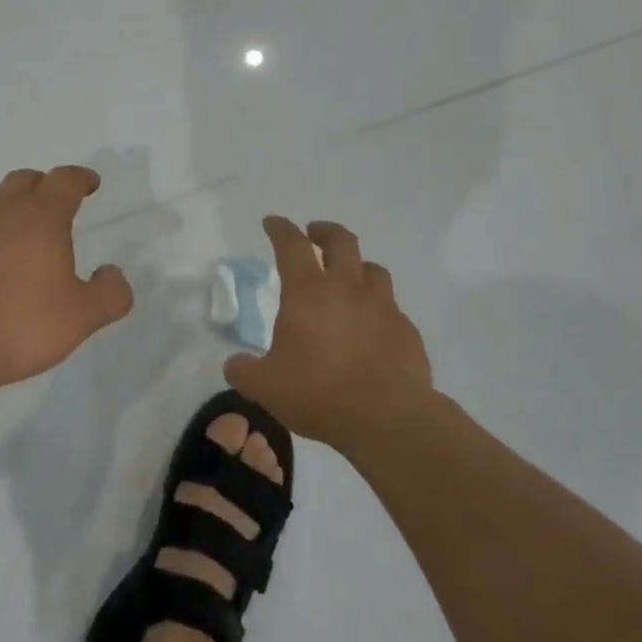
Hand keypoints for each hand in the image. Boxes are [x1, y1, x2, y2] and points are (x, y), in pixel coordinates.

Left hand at [0, 165, 134, 396]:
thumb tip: (114, 274)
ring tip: (15, 234)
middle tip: (53, 204)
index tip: (90, 183)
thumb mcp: (79, 317)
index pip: (65, 180)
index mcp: (40, 218)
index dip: (80, 178)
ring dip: (5, 209)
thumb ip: (108, 294)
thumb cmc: (16, 323)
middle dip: (42, 186)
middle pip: (23, 180)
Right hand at [224, 216, 433, 452]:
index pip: (292, 245)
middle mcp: (347, 288)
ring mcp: (382, 306)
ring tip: (349, 277)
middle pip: (341, 240)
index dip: (280, 229)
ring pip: (373, 269)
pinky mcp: (406, 330)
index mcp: (308, 293)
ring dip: (357, 266)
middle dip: (324, 231)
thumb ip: (245, 372)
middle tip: (314, 234)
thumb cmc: (320, 394)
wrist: (389, 419)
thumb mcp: (266, 388)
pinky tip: (372, 326)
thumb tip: (235, 364)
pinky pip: (391, 307)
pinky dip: (378, 307)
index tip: (272, 222)